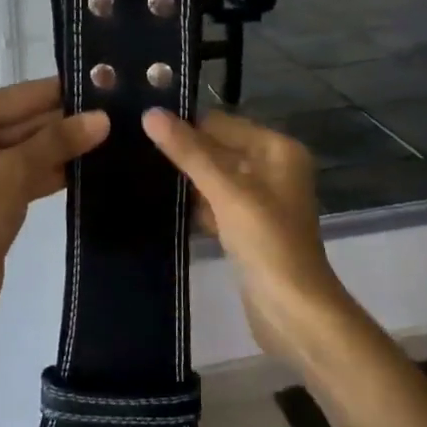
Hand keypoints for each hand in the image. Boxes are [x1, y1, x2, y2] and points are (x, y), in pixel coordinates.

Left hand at [0, 78, 109, 329]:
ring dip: (65, 146)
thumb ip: (58, 140)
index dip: (61, 91)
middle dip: (67, 120)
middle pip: (23, 121)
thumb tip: (103, 117)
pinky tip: (94, 166)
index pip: (18, 96)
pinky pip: (27, 172)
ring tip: (116, 135)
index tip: (104, 81)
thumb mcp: (14, 173)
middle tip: (119, 111)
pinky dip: (54, 170)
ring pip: (29, 148)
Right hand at [142, 109, 351, 364]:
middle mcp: (273, 168)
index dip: (185, 124)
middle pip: (218, 149)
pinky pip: (215, 204)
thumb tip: (150, 114)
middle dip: (183, 152)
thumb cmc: (267, 242)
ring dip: (185, 179)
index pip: (221, 123)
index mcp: (277, 150)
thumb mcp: (227, 192)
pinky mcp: (248, 228)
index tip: (140, 124)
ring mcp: (261, 201)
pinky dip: (194, 205)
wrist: (294, 312)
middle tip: (132, 147)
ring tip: (137, 171)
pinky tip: (159, 204)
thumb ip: (189, 153)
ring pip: (214, 178)